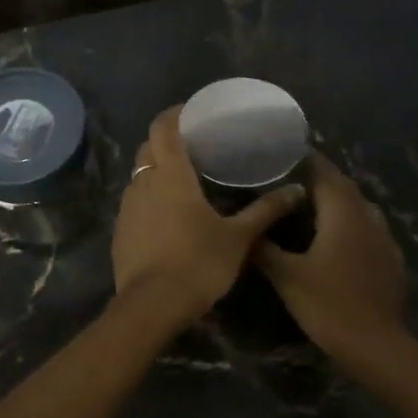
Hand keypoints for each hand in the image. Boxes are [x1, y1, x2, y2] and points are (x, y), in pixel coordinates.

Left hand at [112, 107, 306, 328]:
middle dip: (167, 141)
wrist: (152, 306)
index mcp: (171, 175)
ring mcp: (127, 208)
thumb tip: (297, 191)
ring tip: (183, 180)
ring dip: (156, 171)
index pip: (164, 127)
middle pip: (148, 148)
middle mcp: (143, 183)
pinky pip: (134, 203)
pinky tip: (168, 215)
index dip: (176, 113)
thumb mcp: (239, 238)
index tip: (194, 112)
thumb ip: (266, 211)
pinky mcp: (120, 232)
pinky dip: (149, 199)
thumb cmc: (198, 263)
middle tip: (195, 146)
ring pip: (139, 176)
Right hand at [255, 154, 406, 364]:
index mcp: (343, 212)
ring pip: (357, 207)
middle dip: (317, 179)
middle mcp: (367, 215)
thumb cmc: (328, 304)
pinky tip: (334, 241)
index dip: (303, 159)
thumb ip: (264, 248)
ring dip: (335, 202)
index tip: (279, 154)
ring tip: (307, 208)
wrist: (375, 344)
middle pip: (342, 186)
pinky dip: (348, 225)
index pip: (323, 171)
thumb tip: (246, 229)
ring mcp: (384, 237)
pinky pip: (367, 229)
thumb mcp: (287, 276)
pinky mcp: (390, 258)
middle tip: (285, 181)